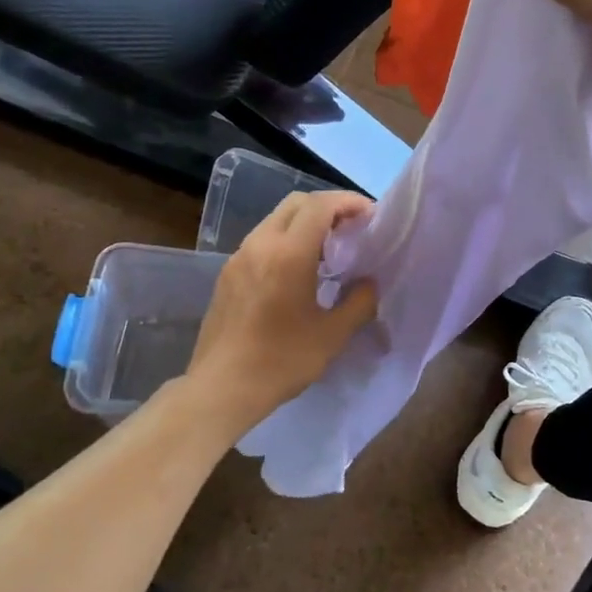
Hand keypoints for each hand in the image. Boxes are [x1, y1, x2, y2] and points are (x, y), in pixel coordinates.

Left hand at [186, 190, 378, 430]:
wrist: (221, 388)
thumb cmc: (281, 361)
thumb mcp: (332, 335)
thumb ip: (359, 302)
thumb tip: (369, 283)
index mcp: (289, 253)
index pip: (320, 206)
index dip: (349, 202)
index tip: (370, 216)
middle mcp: (260, 244)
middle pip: (296, 203)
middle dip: (327, 207)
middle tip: (351, 228)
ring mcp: (239, 257)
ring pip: (275, 220)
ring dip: (305, 223)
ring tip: (328, 249)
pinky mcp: (227, 274)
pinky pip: (261, 241)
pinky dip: (285, 240)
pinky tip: (297, 270)